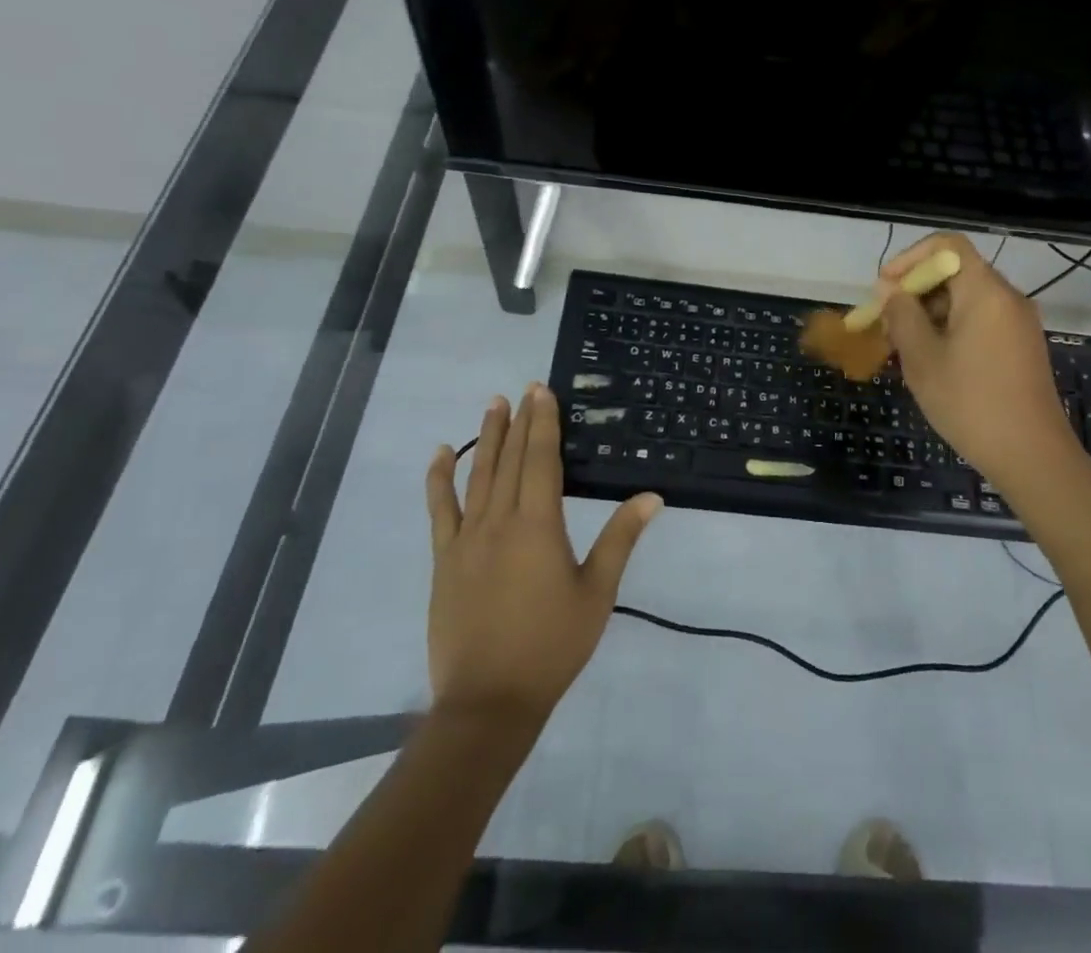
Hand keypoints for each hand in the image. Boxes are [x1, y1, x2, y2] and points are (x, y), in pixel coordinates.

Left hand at [426, 385, 661, 726]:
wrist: (489, 701)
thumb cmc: (552, 645)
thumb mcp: (597, 593)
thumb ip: (620, 539)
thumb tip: (651, 496)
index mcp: (539, 525)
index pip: (542, 460)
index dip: (544, 423)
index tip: (542, 392)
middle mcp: (499, 521)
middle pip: (510, 460)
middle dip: (519, 421)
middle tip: (523, 389)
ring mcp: (466, 539)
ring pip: (477, 475)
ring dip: (487, 438)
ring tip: (493, 405)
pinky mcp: (444, 560)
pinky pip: (440, 510)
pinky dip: (440, 479)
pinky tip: (442, 454)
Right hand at [878, 233, 1087, 496]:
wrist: (1033, 456)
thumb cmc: (971, 403)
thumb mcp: (923, 358)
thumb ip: (901, 315)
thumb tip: (889, 290)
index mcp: (986, 291)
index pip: (947, 245)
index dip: (910, 258)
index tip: (885, 287)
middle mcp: (1008, 297)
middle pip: (956, 272)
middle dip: (915, 290)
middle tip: (886, 322)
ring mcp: (1019, 323)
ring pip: (966, 299)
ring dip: (930, 312)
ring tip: (902, 346)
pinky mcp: (1022, 346)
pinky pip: (980, 320)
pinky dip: (951, 328)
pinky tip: (932, 360)